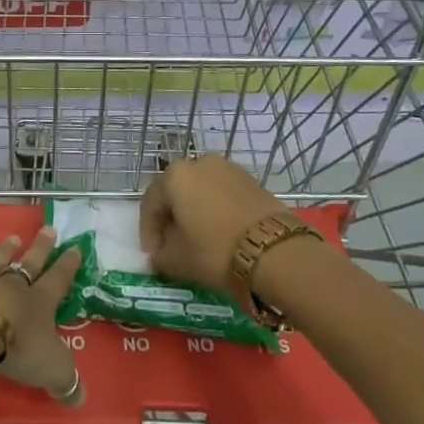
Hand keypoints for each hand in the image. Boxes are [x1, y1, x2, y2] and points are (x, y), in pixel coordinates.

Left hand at [0, 226, 83, 404]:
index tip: (75, 248)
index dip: (68, 266)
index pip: (58, 280)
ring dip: (4, 251)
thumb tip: (80, 399)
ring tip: (12, 238)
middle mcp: (10, 285)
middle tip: (48, 228)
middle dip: (40, 248)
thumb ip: (65, 381)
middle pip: (29, 263)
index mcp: (38, 302)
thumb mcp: (51, 369)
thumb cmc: (16, 346)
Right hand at [139, 155, 288, 292]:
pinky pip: (224, 195)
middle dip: (171, 220)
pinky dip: (217, 211)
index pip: (150, 204)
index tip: (152, 256)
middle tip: (173, 247)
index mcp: (174, 175)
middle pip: (176, 193)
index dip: (148, 232)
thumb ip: (160, 256)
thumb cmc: (215, 249)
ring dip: (195, 214)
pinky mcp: (252, 180)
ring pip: (201, 192)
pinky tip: (221, 234)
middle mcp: (199, 163)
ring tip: (199, 241)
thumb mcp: (178, 260)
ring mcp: (229, 168)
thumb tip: (158, 255)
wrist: (275, 250)